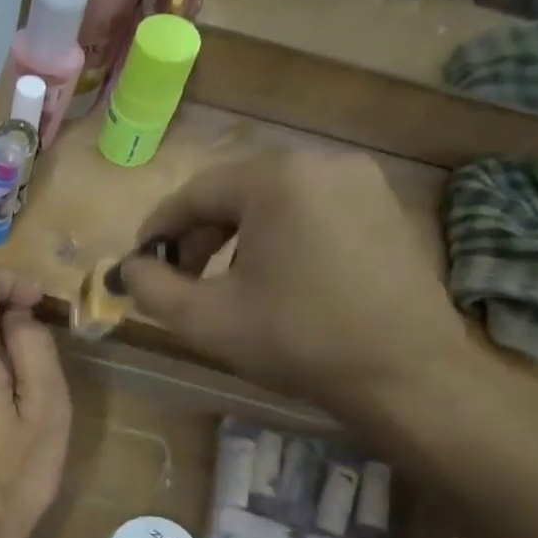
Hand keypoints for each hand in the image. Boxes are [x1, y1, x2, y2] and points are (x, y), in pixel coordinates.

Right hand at [120, 151, 478, 418]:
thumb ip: (152, 288)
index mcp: (276, 179)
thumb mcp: (206, 320)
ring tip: (226, 282)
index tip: (140, 264)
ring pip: (273, 200)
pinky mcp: (384, 205)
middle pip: (234, 192)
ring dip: (237, 235)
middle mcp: (321, 162)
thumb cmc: (299, 340)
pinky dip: (279, 234)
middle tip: (180, 278)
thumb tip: (129, 268)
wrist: (408, 375)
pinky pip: (311, 208)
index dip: (159, 229)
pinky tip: (276, 277)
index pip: (194, 194)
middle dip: (199, 234)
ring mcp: (361, 181)